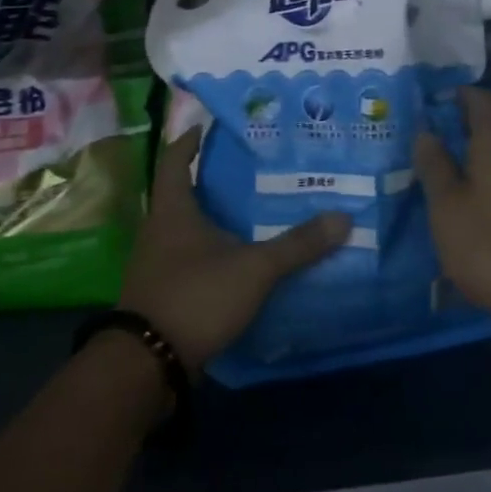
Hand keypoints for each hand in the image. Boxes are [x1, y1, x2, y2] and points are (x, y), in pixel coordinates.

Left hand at [118, 128, 348, 373]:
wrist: (147, 365)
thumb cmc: (195, 296)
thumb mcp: (254, 269)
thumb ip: (298, 245)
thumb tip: (344, 218)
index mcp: (173, 209)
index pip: (174, 158)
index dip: (189, 140)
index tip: (209, 126)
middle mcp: (158, 229)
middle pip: (182, 192)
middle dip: (212, 179)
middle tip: (250, 168)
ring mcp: (156, 262)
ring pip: (186, 227)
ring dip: (212, 217)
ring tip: (251, 210)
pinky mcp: (161, 292)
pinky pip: (187, 257)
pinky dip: (210, 250)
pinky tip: (237, 257)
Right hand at [414, 87, 490, 344]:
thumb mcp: (447, 207)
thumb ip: (434, 166)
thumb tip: (425, 132)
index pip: (479, 98)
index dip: (456, 95)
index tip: (433, 103)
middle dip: (467, 127)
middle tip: (435, 141)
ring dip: (484, 156)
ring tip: (455, 172)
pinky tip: (484, 201)